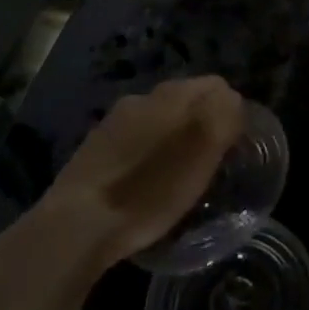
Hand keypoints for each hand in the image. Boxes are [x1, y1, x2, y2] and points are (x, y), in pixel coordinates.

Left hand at [0, 78, 245, 288]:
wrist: (75, 224)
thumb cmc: (149, 190)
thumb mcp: (201, 155)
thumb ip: (223, 117)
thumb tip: (233, 100)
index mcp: (172, 94)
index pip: (216, 86)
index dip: (230, 111)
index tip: (233, 144)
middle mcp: (142, 97)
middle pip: (186, 100)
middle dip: (201, 122)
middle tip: (209, 159)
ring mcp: (114, 121)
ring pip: (158, 119)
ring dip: (172, 137)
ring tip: (178, 174)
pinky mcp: (93, 147)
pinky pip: (133, 140)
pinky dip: (146, 154)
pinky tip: (144, 182)